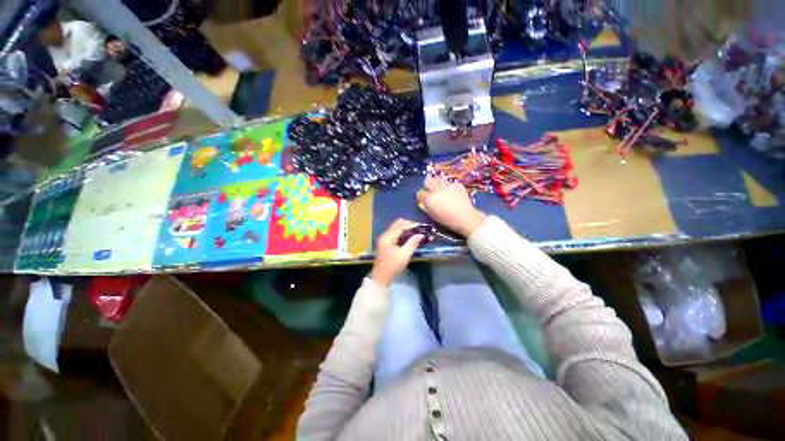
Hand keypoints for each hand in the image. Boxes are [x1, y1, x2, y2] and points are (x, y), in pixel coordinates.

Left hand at [370, 219, 423, 286]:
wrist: (381, 278)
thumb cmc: (393, 267)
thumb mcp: (404, 255)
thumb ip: (412, 243)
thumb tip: (421, 234)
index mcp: (387, 237)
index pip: (400, 226)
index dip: (411, 225)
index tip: (421, 226)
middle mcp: (384, 235)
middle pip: (397, 225)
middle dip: (408, 225)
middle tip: (419, 228)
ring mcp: (384, 239)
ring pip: (395, 228)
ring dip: (405, 228)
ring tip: (416, 231)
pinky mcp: (385, 243)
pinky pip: (394, 233)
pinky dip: (401, 233)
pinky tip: (409, 236)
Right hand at [417, 177, 486, 236]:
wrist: (465, 218)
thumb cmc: (447, 220)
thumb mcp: (433, 215)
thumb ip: (427, 206)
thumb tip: (425, 201)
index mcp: (429, 198)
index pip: (420, 193)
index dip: (421, 196)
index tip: (423, 199)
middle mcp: (437, 189)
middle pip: (428, 181)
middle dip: (428, 186)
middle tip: (431, 192)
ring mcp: (448, 185)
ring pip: (439, 179)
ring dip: (438, 184)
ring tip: (441, 191)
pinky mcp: (457, 185)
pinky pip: (449, 183)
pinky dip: (449, 187)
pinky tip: (452, 193)